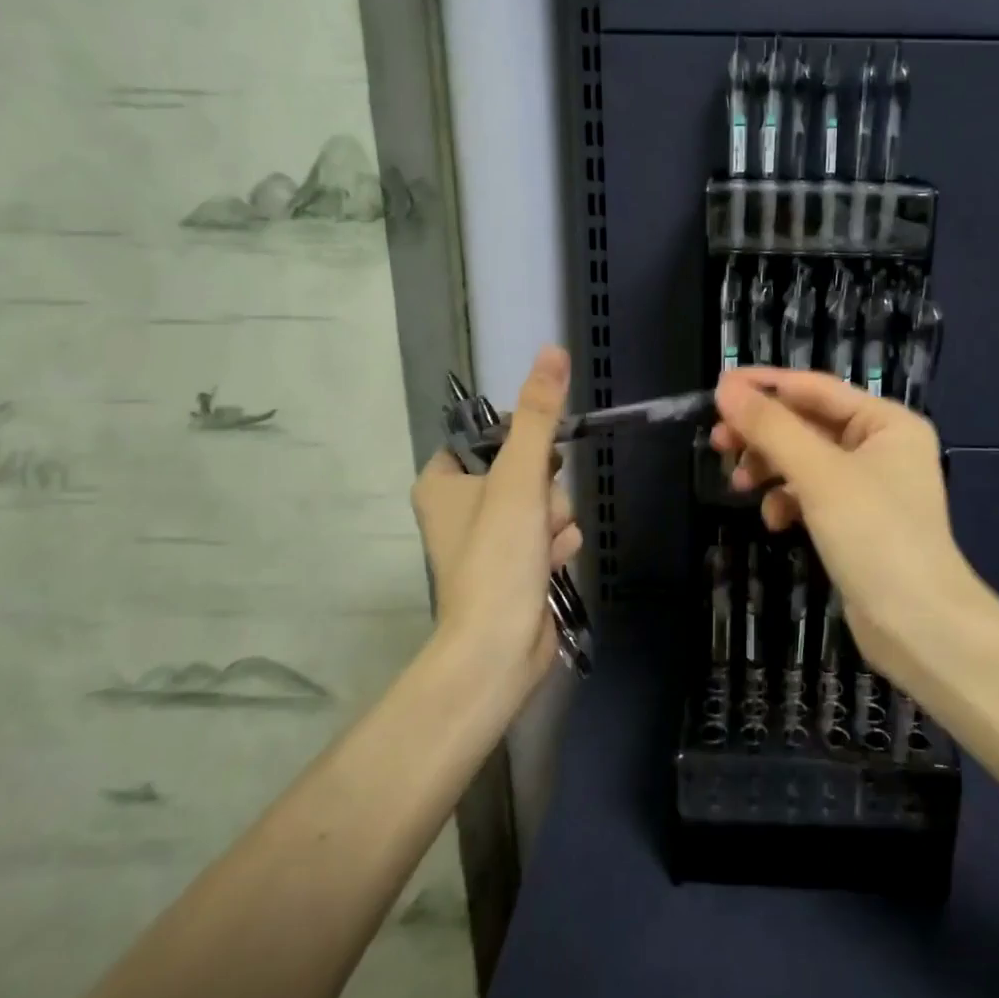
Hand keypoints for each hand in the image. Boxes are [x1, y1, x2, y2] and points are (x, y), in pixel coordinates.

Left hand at [413, 346, 582, 685]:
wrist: (499, 646)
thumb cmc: (497, 556)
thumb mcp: (519, 476)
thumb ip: (538, 414)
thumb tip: (553, 350)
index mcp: (442, 482)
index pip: (489, 436)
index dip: (520, 443)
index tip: (535, 460)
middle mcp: (460, 507)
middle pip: (525, 468)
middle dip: (545, 490)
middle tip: (537, 514)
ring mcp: (489, 539)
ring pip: (544, 501)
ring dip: (556, 518)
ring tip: (544, 546)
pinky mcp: (514, 566)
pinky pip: (549, 533)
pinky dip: (556, 545)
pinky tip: (552, 563)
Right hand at [711, 368, 974, 678]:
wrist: (919, 627)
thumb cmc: (875, 536)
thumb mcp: (819, 474)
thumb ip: (772, 427)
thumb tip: (726, 389)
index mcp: (886, 422)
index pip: (815, 388)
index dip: (765, 386)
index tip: (717, 388)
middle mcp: (881, 447)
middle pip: (808, 424)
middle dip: (764, 433)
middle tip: (718, 442)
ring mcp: (870, 487)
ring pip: (805, 461)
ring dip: (770, 468)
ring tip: (739, 484)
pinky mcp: (857, 522)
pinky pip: (812, 496)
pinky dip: (789, 501)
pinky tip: (774, 521)